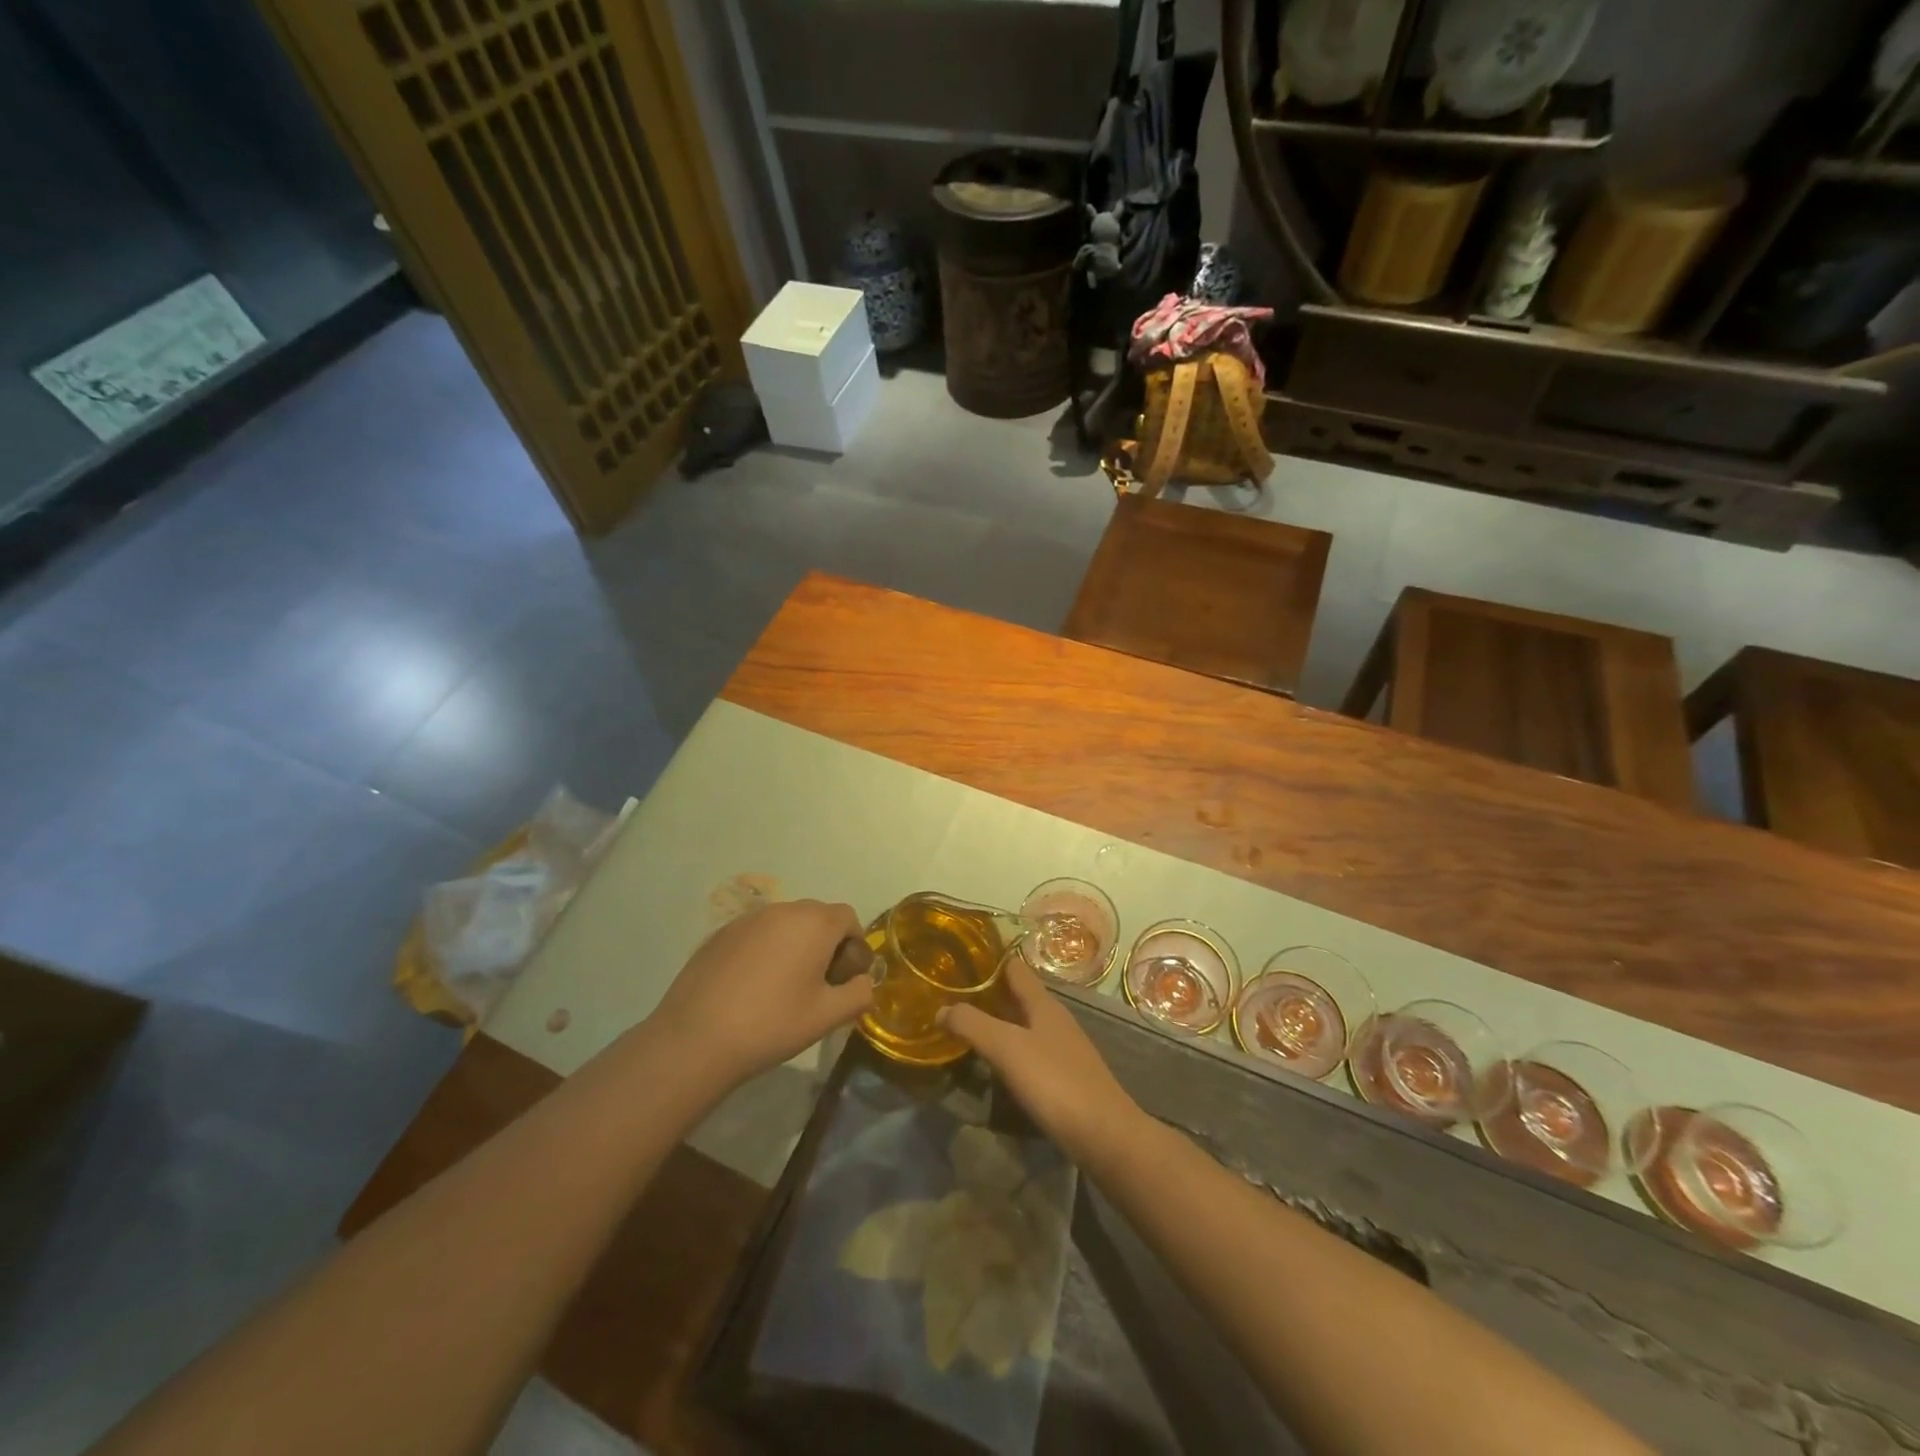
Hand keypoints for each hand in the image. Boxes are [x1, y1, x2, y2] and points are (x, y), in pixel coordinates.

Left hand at [648, 900, 871, 1088]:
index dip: (854, 946)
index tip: (843, 979)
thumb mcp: (827, 1017)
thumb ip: (859, 994)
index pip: (848, 918)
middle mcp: (783, 910)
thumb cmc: (772, 1024)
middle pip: (817, 917)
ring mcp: (748, 919)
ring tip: (782, 987)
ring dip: (794, 946)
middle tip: (817, 985)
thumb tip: (863, 982)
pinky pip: (756, 934)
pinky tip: (751, 988)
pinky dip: (764, 951)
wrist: (696, 1038)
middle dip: (825, 944)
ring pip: (785, 924)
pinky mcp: (720, 934)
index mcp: (814, 923)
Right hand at [942, 953, 1137, 1161]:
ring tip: (964, 1027)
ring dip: (996, 1021)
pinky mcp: (1063, 1076)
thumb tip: (941, 1009)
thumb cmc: (1055, 1082)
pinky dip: (1008, 1049)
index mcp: (1043, 1004)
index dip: (988, 960)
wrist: (1104, 1135)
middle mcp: (1054, 1019)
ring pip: (1023, 1024)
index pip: (1014, 967)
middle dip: (987, 993)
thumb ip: (973, 1025)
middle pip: (1018, 995)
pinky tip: (992, 1063)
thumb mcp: (1007, 1049)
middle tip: (950, 995)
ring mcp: (1062, 1048)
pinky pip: (1029, 1050)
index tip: (958, 959)